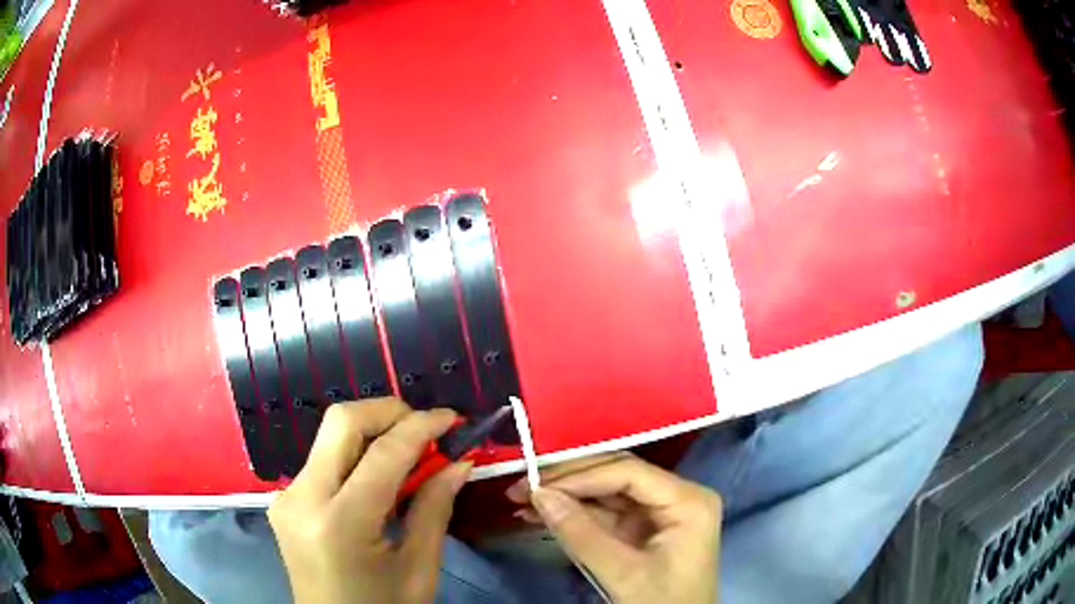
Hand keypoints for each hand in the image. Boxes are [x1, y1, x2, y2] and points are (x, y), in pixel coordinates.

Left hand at [268, 398, 470, 603]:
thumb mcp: (419, 568)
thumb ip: (435, 509)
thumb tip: (460, 462)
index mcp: (340, 523)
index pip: (383, 453)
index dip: (422, 426)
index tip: (454, 419)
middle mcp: (302, 498)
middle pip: (341, 422)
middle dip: (388, 413)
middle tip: (427, 429)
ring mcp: (287, 497)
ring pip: (329, 437)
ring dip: (373, 433)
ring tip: (410, 455)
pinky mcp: (285, 500)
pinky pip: (323, 460)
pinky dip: (356, 456)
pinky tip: (380, 479)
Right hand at [506, 452, 721, 603]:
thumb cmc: (662, 603)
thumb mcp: (623, 574)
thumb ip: (581, 534)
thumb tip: (538, 495)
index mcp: (688, 501)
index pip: (628, 473)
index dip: (580, 476)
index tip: (536, 486)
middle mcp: (677, 496)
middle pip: (617, 475)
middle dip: (568, 481)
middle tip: (522, 486)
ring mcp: (659, 512)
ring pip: (606, 491)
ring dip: (565, 496)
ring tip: (521, 499)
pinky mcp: (643, 529)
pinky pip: (605, 512)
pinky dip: (574, 514)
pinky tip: (541, 514)